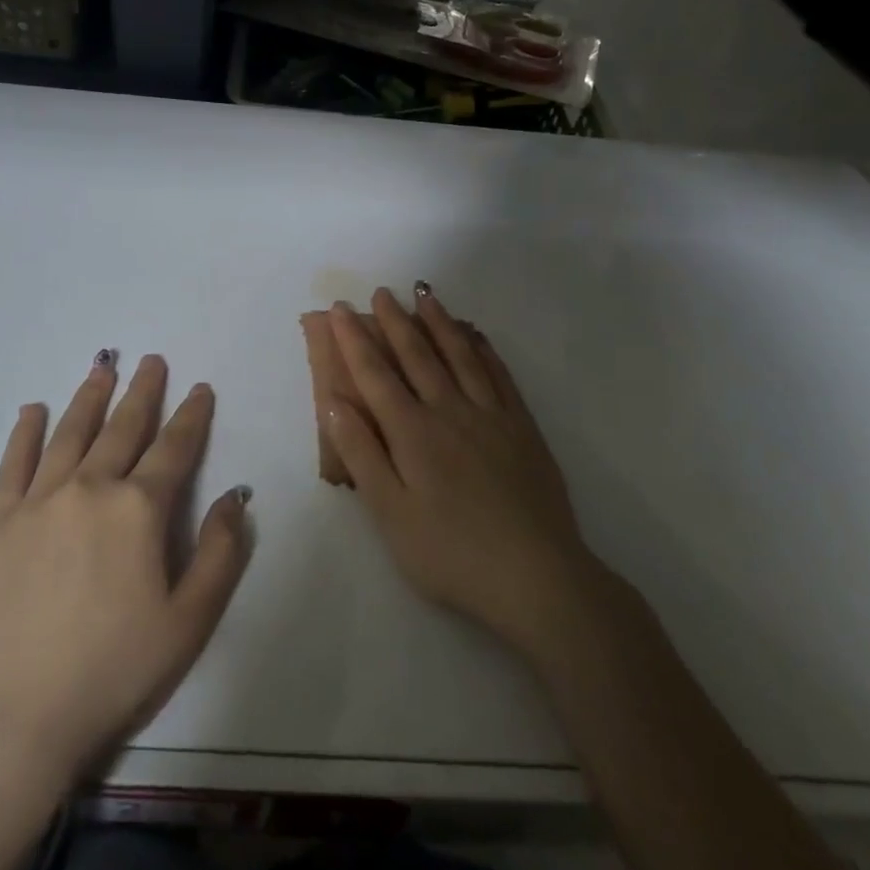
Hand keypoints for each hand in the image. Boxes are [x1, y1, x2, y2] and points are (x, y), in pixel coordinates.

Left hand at [0, 353, 252, 787]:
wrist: (15, 720)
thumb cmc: (113, 672)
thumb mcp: (189, 621)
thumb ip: (221, 553)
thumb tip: (236, 496)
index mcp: (138, 509)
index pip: (174, 448)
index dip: (191, 415)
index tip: (200, 388)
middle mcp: (90, 488)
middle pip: (122, 428)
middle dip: (142, 392)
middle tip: (152, 360)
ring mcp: (39, 501)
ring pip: (70, 433)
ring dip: (90, 397)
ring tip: (102, 367)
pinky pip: (14, 464)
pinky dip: (25, 433)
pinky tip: (33, 410)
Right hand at [324, 287, 604, 669]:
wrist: (537, 577)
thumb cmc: (451, 553)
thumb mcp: (390, 514)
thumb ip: (361, 454)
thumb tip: (332, 402)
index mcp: (412, 432)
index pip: (375, 375)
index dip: (354, 340)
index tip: (339, 309)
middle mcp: (450, 411)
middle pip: (417, 355)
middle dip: (395, 321)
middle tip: (381, 292)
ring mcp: (491, 415)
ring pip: (460, 355)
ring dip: (439, 322)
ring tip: (425, 294)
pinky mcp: (522, 427)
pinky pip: (499, 374)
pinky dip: (484, 348)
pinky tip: (476, 334)